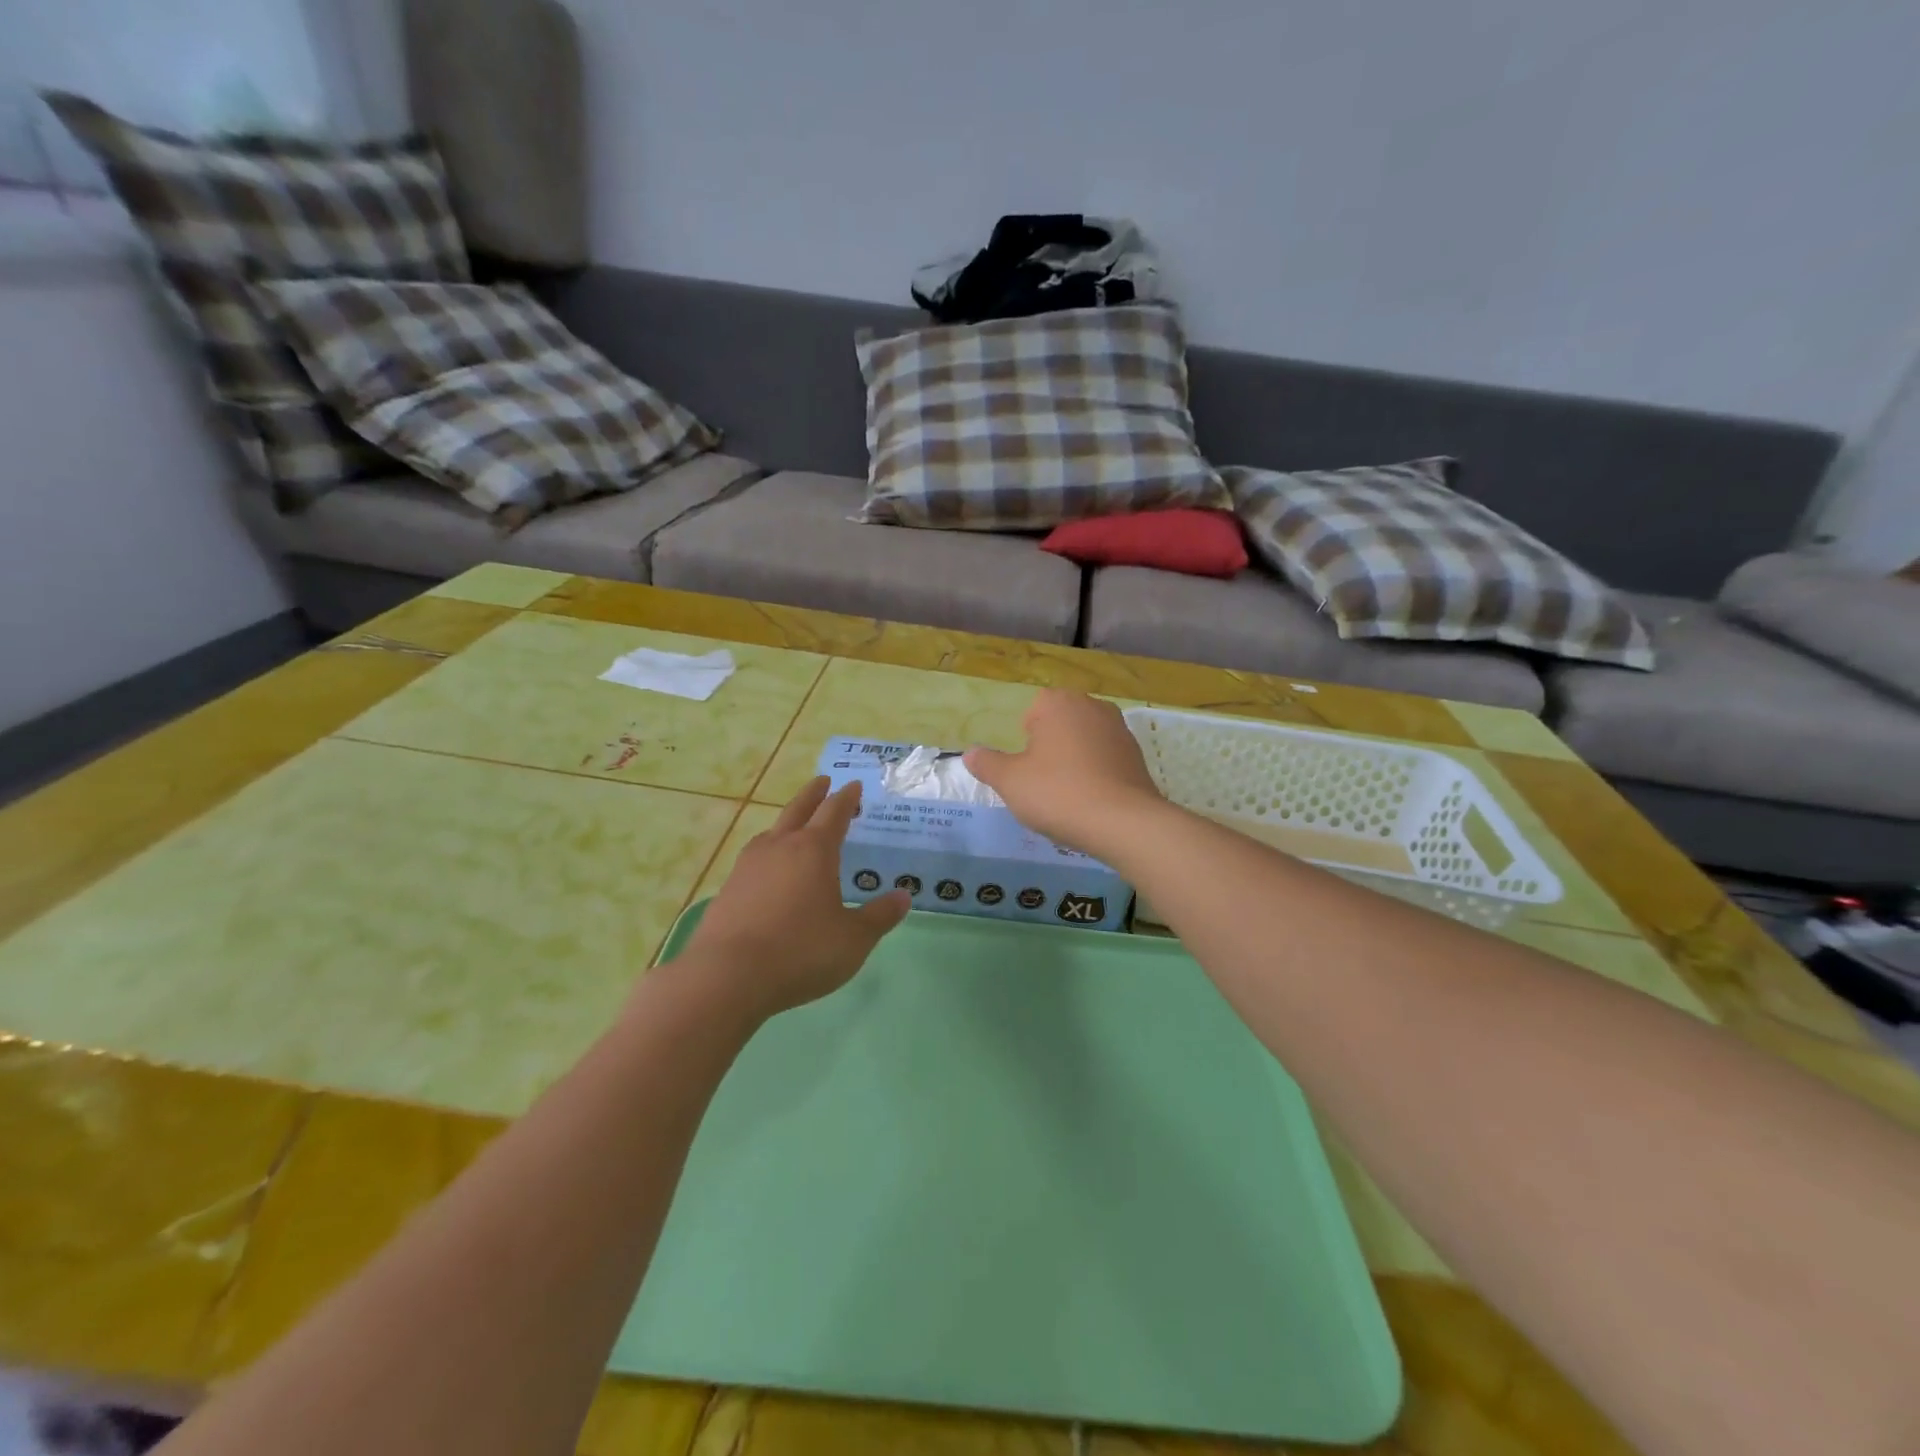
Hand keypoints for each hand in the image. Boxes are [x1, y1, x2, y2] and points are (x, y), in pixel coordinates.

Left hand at [679, 777, 909, 1020]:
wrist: (727, 976)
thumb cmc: (801, 951)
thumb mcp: (853, 939)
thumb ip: (879, 916)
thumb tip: (903, 896)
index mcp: (814, 850)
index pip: (834, 812)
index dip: (846, 797)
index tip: (853, 785)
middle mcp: (780, 847)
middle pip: (798, 810)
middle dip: (813, 794)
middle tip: (823, 781)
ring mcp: (748, 866)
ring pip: (771, 833)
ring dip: (787, 824)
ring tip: (795, 828)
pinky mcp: (727, 889)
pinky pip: (754, 860)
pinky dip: (768, 855)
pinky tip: (768, 873)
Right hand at [965, 690, 1163, 855]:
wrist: (1123, 822)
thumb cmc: (1058, 793)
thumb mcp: (1010, 781)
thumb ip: (987, 764)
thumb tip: (970, 753)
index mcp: (1058, 703)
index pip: (1033, 710)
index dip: (1026, 739)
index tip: (1027, 768)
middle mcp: (1092, 706)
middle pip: (1060, 723)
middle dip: (1050, 747)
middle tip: (1043, 782)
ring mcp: (1119, 729)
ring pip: (1084, 741)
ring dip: (1074, 760)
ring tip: (1068, 795)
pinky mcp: (1137, 755)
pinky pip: (1106, 759)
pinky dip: (1097, 773)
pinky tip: (1092, 800)